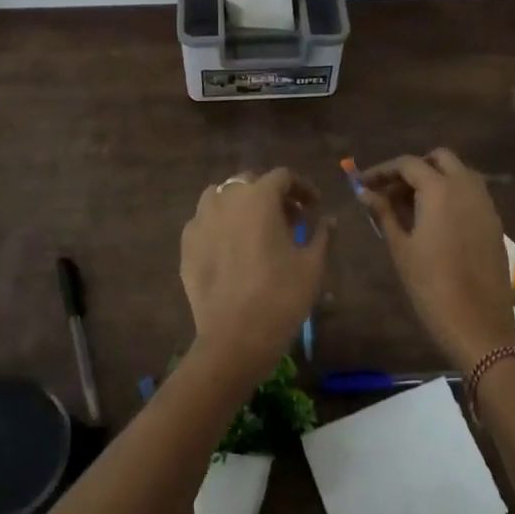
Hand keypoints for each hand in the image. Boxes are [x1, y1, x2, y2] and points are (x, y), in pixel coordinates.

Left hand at [180, 168, 331, 389]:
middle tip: (288, 219)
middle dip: (271, 194)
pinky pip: (205, 222)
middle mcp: (226, 199)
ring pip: (221, 197)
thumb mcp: (312, 264)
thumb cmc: (281, 296)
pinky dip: (221, 226)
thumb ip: (322, 233)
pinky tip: (231, 249)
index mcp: (259, 197)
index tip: (313, 207)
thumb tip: (328, 219)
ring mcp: (200, 220)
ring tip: (255, 229)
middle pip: (250, 182)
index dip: (302, 188)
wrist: (234, 337)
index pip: (283, 176)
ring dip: (241, 205)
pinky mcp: (186, 244)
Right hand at [360, 149, 514, 372]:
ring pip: (459, 173)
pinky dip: (451, 194)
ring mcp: (485, 203)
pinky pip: (471, 193)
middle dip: (414, 168)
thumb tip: (365, 192)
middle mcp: (467, 187)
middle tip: (391, 192)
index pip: (408, 164)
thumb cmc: (431, 286)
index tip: (364, 184)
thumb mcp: (401, 248)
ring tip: (410, 206)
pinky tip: (433, 220)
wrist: (478, 323)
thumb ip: (383, 213)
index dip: (383, 170)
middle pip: (439, 159)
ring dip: (434, 179)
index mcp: (440, 190)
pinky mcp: (494, 222)